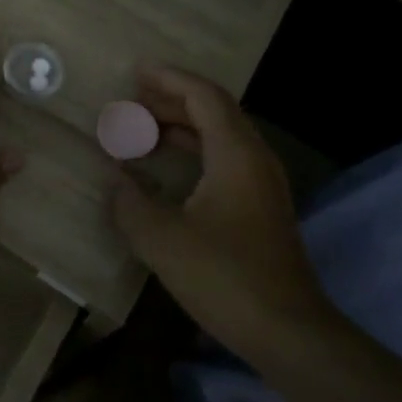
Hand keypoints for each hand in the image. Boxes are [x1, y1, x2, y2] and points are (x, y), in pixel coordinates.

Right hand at [112, 65, 332, 361]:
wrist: (287, 330)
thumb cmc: (224, 277)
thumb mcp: (163, 239)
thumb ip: (130, 203)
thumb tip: (114, 180)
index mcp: (236, 154)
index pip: (203, 96)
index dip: (169, 79)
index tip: (136, 71)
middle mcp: (255, 159)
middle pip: (215, 111)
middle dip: (171, 101)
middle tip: (130, 103)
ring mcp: (263, 184)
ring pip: (221, 136)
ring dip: (182, 127)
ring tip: (142, 130)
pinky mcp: (261, 208)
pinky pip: (225, 160)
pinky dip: (194, 151)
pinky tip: (169, 168)